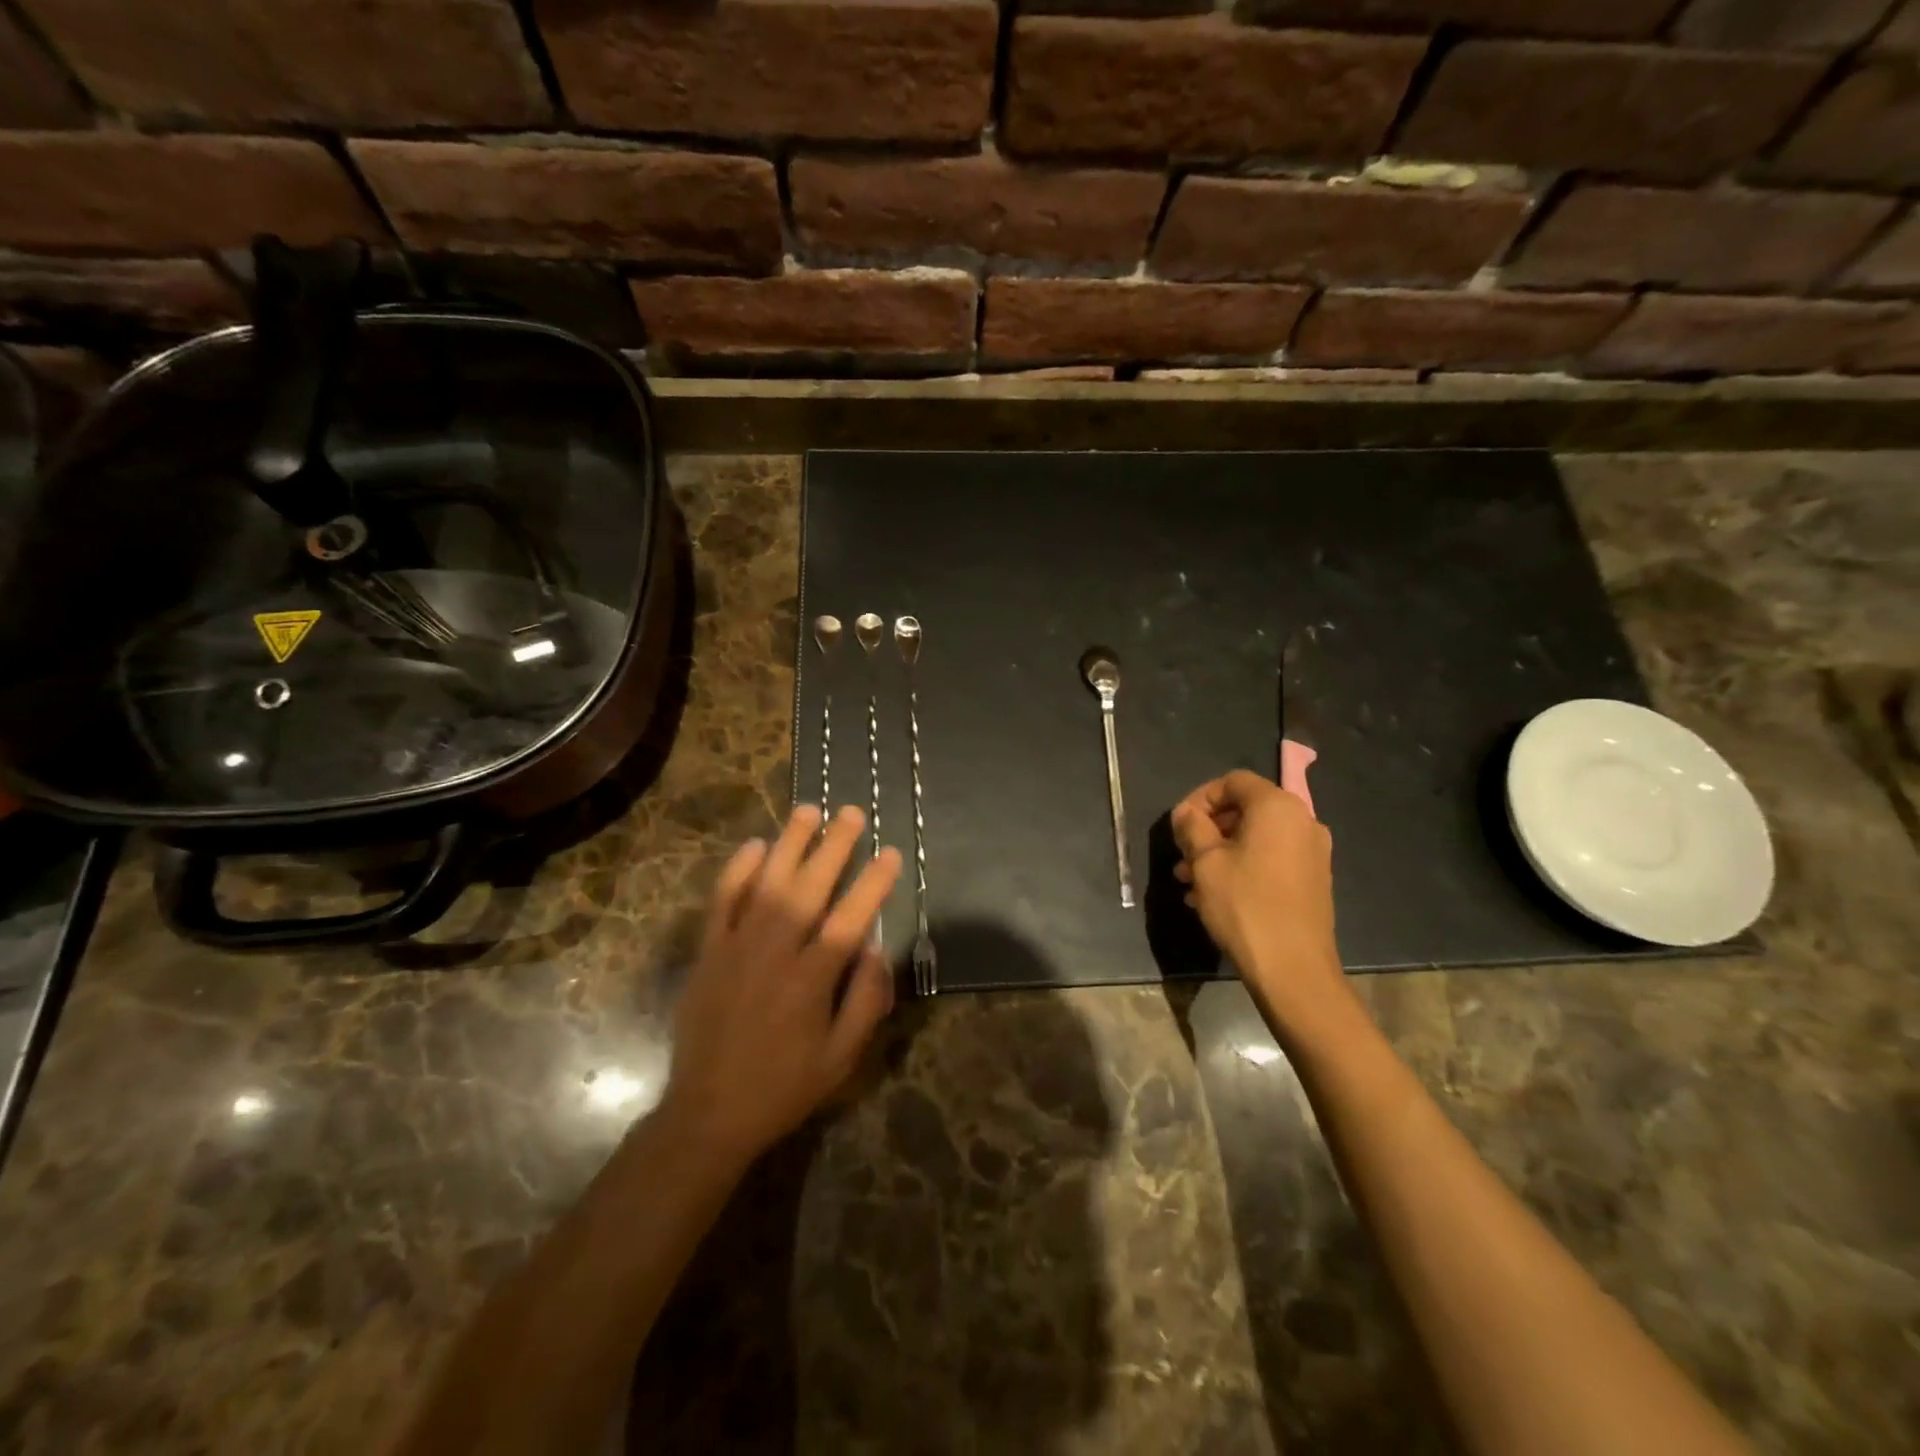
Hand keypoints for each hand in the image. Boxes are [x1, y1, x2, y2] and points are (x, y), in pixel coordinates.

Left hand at [663, 805, 900, 1165]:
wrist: (707, 1113)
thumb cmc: (783, 1087)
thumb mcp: (841, 1059)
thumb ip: (865, 1001)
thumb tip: (877, 948)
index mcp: (811, 980)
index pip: (850, 919)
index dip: (873, 883)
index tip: (890, 853)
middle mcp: (774, 953)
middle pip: (808, 888)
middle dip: (834, 847)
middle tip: (851, 813)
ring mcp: (735, 948)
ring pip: (765, 884)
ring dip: (789, 844)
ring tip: (808, 810)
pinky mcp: (708, 953)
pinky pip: (721, 902)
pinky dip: (736, 871)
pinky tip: (755, 846)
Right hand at [1171, 770, 1350, 1035]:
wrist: (1293, 969)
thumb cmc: (1244, 905)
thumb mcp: (1205, 861)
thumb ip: (1192, 827)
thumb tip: (1186, 813)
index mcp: (1278, 807)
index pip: (1233, 781)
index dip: (1200, 797)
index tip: (1180, 825)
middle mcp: (1303, 821)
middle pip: (1246, 809)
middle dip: (1209, 829)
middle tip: (1182, 855)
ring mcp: (1313, 853)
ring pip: (1256, 838)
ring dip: (1220, 852)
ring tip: (1189, 881)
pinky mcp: (1314, 881)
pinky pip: (1271, 860)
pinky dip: (1242, 867)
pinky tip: (1214, 896)